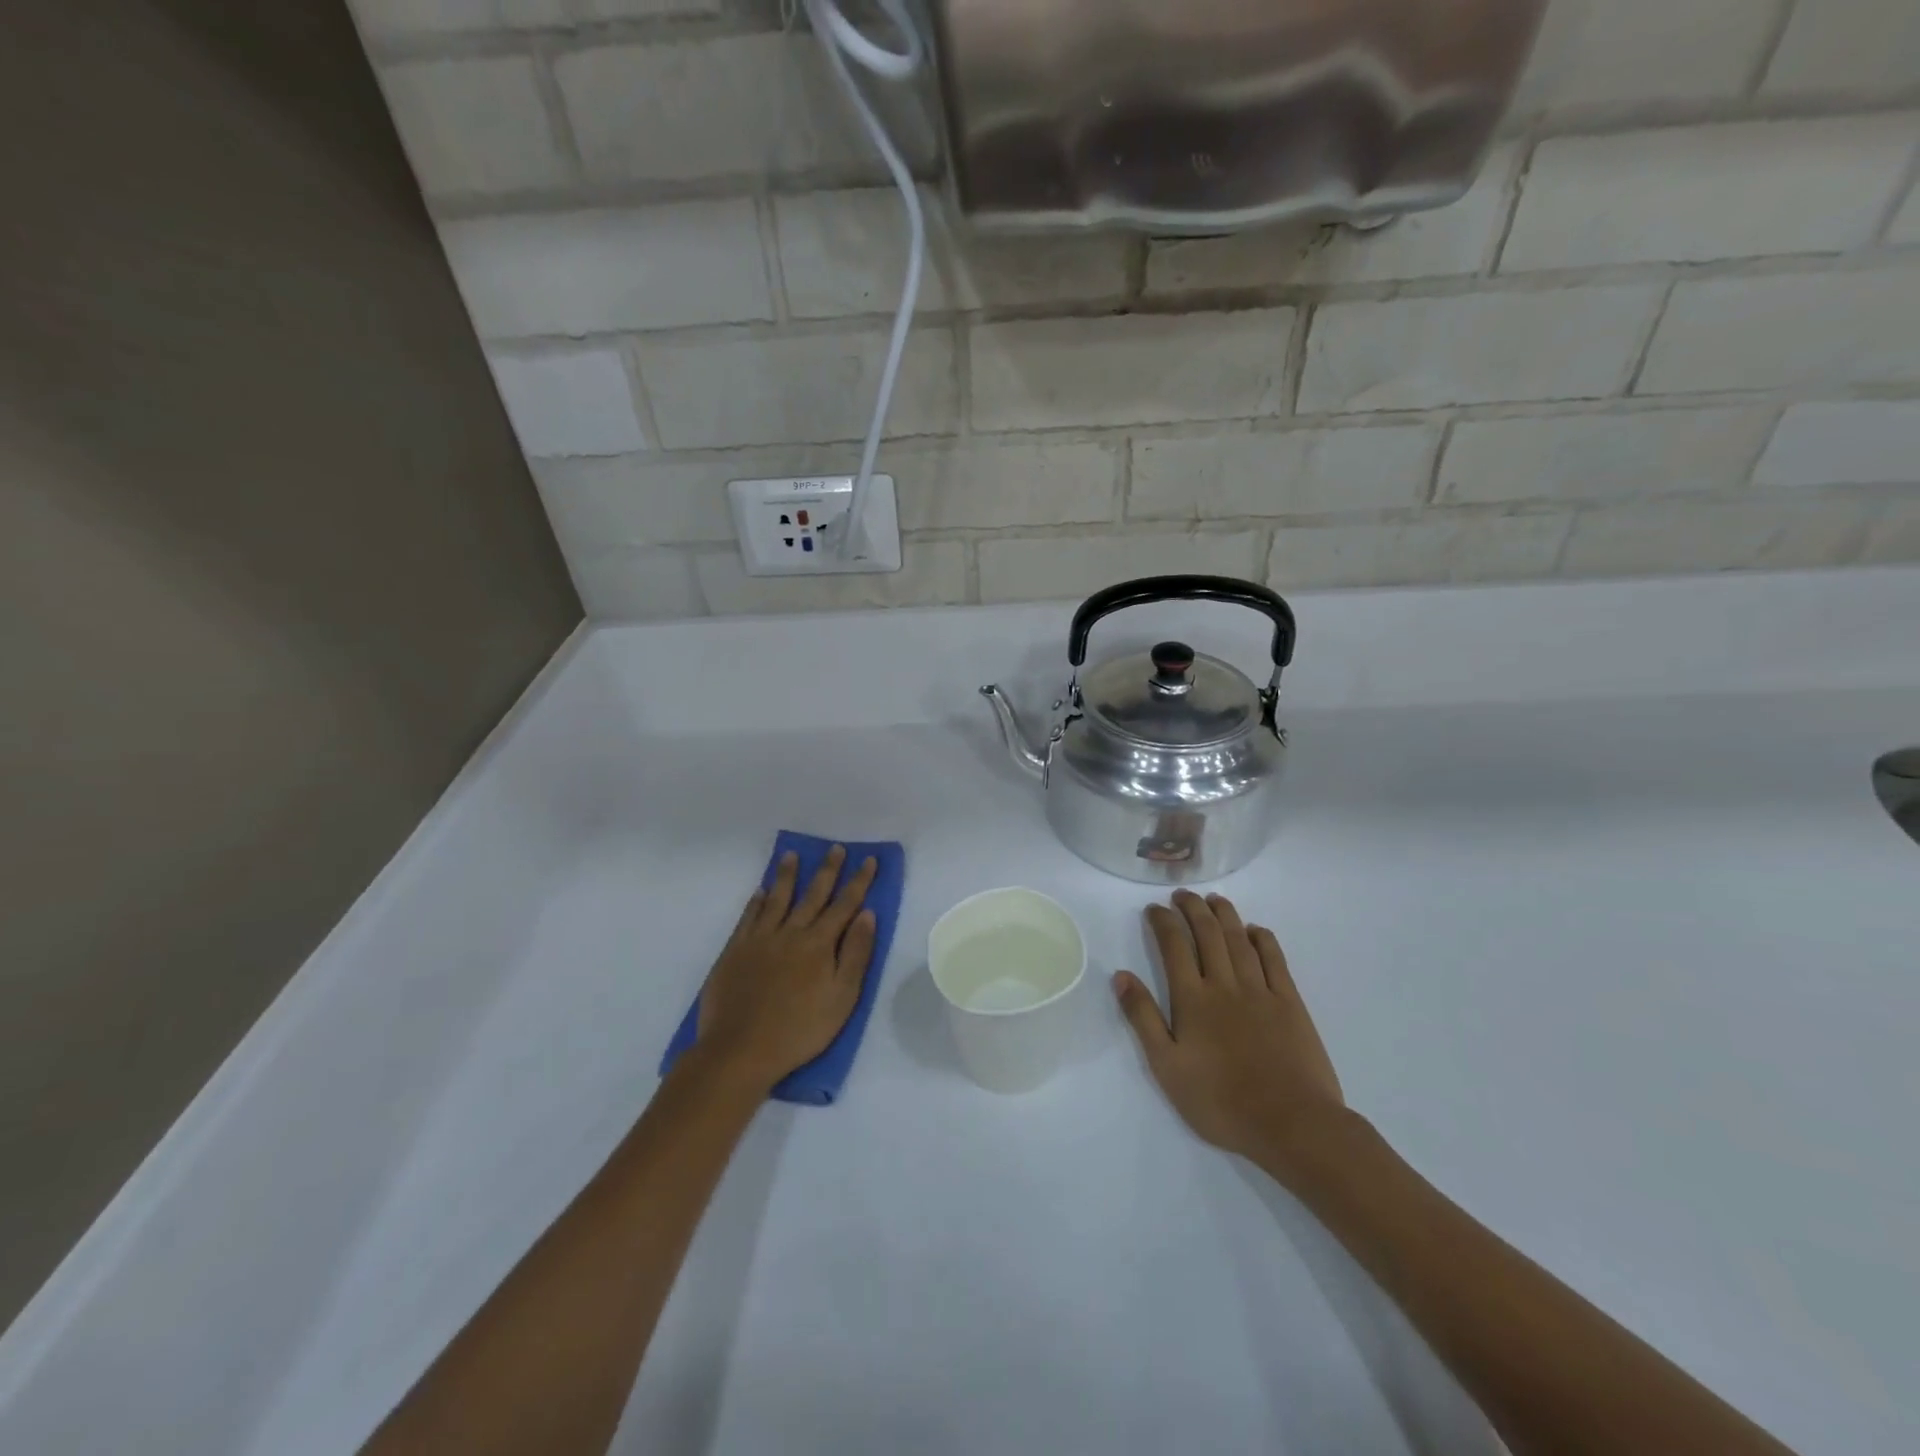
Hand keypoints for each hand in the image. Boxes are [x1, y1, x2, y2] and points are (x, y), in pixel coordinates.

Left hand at [695, 846, 878, 1094]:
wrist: (740, 1050)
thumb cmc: (800, 1030)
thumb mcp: (842, 998)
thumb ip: (856, 954)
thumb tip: (868, 915)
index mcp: (819, 944)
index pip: (844, 905)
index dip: (858, 881)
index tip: (868, 860)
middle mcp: (790, 932)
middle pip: (812, 895)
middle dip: (827, 870)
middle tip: (835, 848)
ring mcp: (759, 940)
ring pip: (776, 899)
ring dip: (786, 876)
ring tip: (791, 855)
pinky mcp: (735, 951)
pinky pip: (748, 917)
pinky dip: (756, 902)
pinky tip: (759, 892)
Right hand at [1115, 891, 1346, 1178]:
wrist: (1291, 1124)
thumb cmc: (1221, 1102)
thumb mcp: (1167, 1067)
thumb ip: (1143, 1018)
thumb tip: (1120, 976)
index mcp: (1192, 999)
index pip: (1174, 946)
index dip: (1163, 922)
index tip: (1154, 908)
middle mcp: (1225, 984)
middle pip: (1207, 934)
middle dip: (1192, 909)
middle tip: (1182, 895)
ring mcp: (1260, 991)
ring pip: (1239, 940)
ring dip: (1225, 915)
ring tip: (1214, 899)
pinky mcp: (1290, 1003)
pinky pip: (1275, 960)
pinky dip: (1263, 939)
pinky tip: (1255, 930)